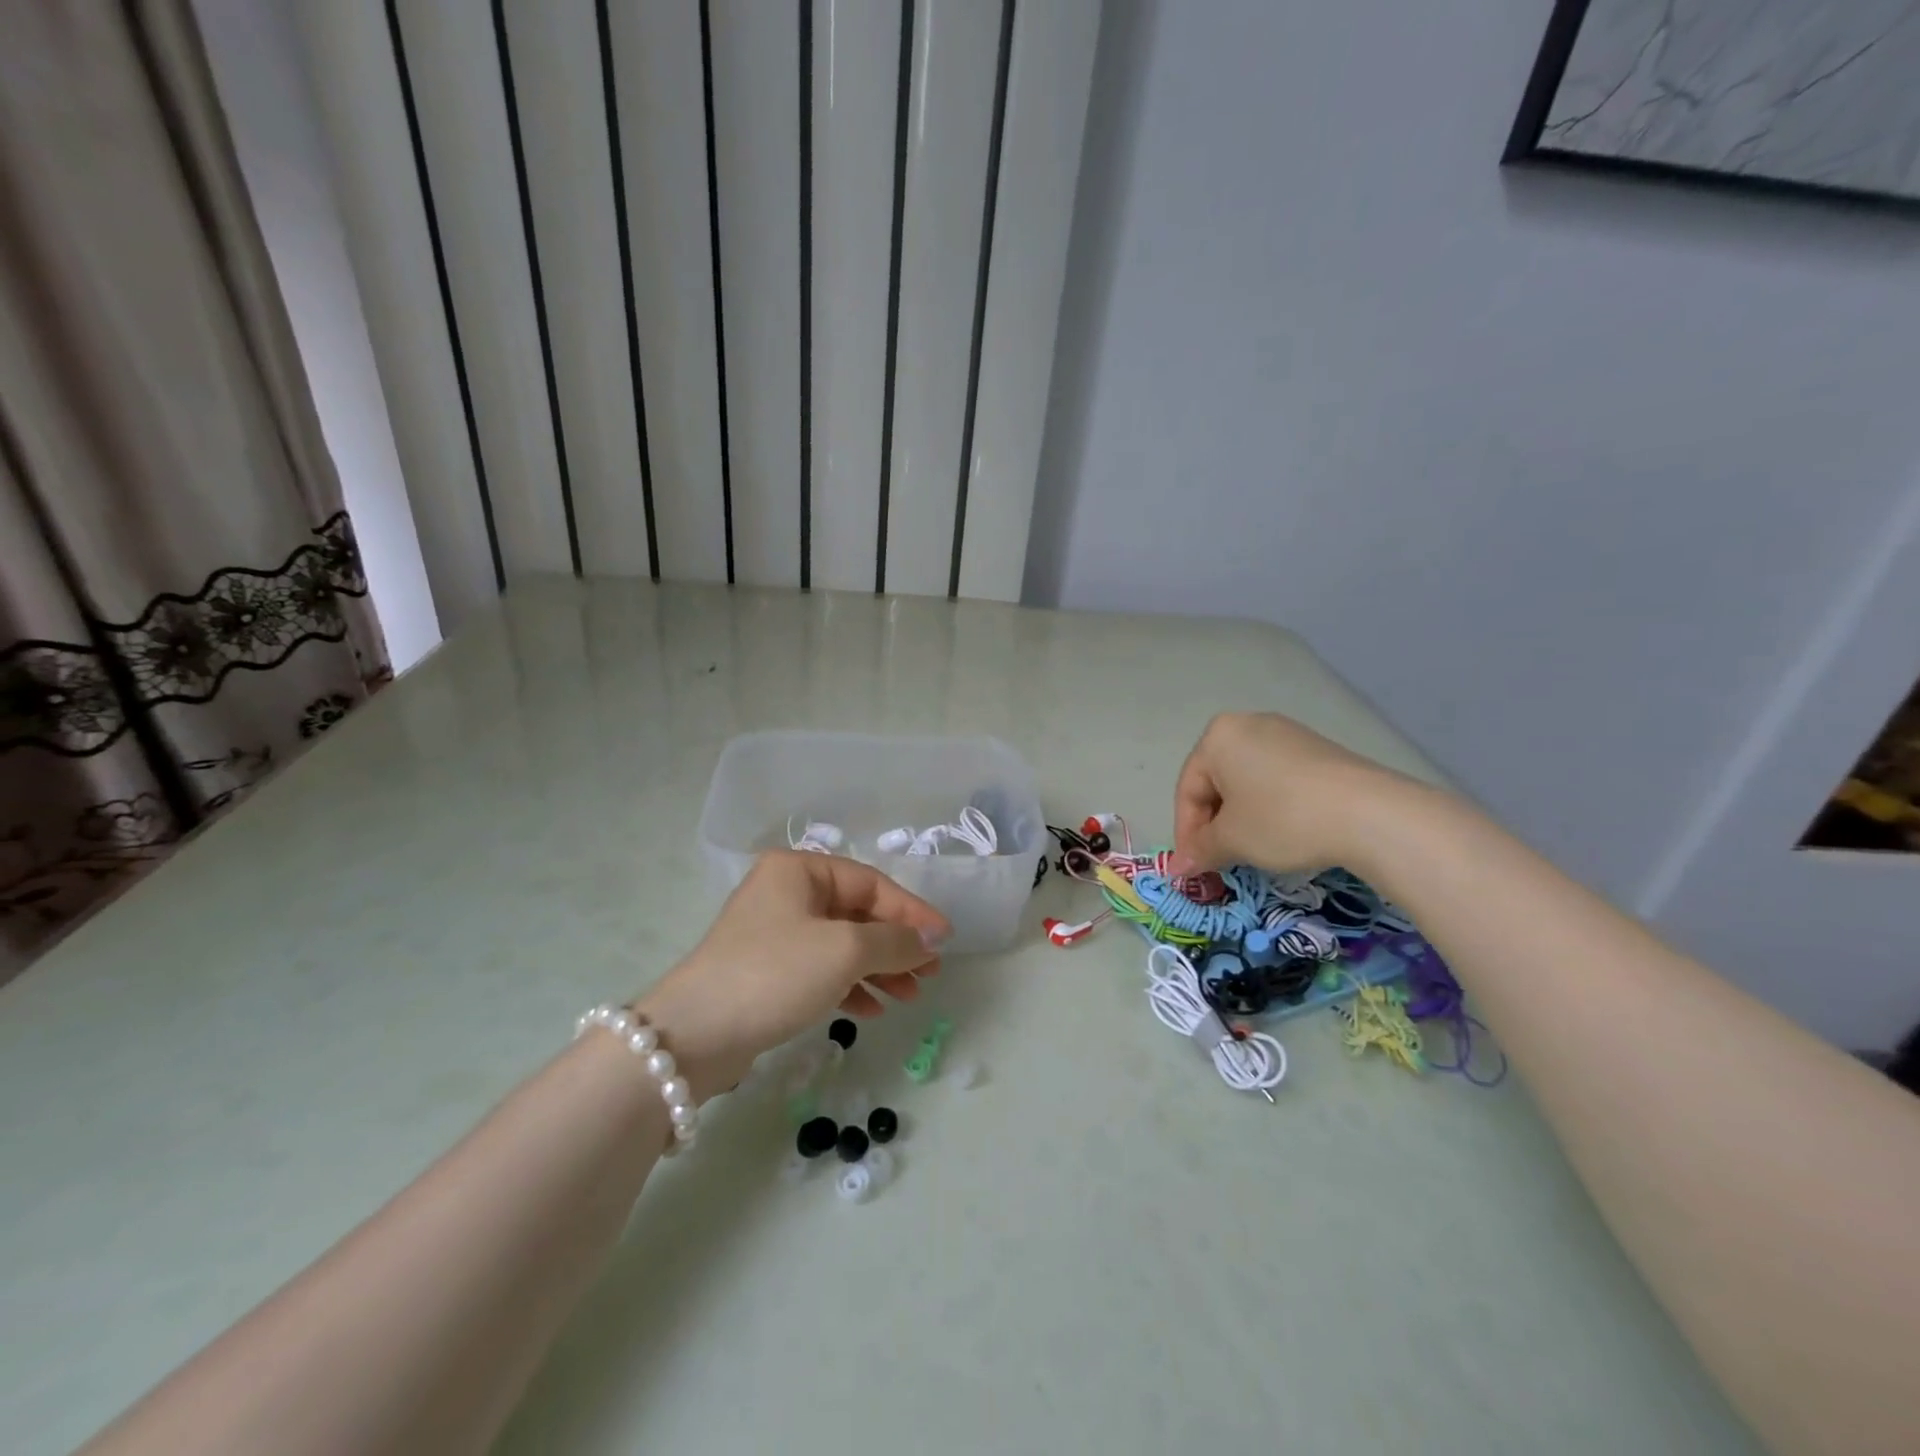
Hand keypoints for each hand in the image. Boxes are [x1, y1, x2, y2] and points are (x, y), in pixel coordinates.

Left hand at [633, 851, 949, 1098]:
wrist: (694, 1036)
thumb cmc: (775, 974)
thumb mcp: (844, 951)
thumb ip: (894, 940)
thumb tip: (930, 939)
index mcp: (799, 869)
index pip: (871, 884)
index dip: (912, 912)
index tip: (945, 940)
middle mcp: (786, 893)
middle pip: (858, 913)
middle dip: (896, 944)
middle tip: (929, 974)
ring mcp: (775, 933)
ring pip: (842, 944)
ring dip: (878, 968)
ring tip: (908, 996)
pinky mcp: (768, 972)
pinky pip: (821, 970)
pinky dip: (850, 986)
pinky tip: (872, 1010)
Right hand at [1172, 712, 1415, 875]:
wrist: (1369, 813)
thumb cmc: (1282, 819)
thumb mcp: (1232, 840)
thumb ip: (1200, 850)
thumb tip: (1179, 868)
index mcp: (1217, 737)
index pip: (1188, 790)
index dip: (1186, 834)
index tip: (1193, 868)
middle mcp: (1248, 725)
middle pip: (1216, 782)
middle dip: (1214, 825)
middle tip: (1219, 861)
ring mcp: (1287, 734)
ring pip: (1247, 782)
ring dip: (1241, 819)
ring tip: (1250, 851)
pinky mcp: (1318, 750)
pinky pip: (1277, 780)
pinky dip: (1270, 808)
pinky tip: (1282, 834)